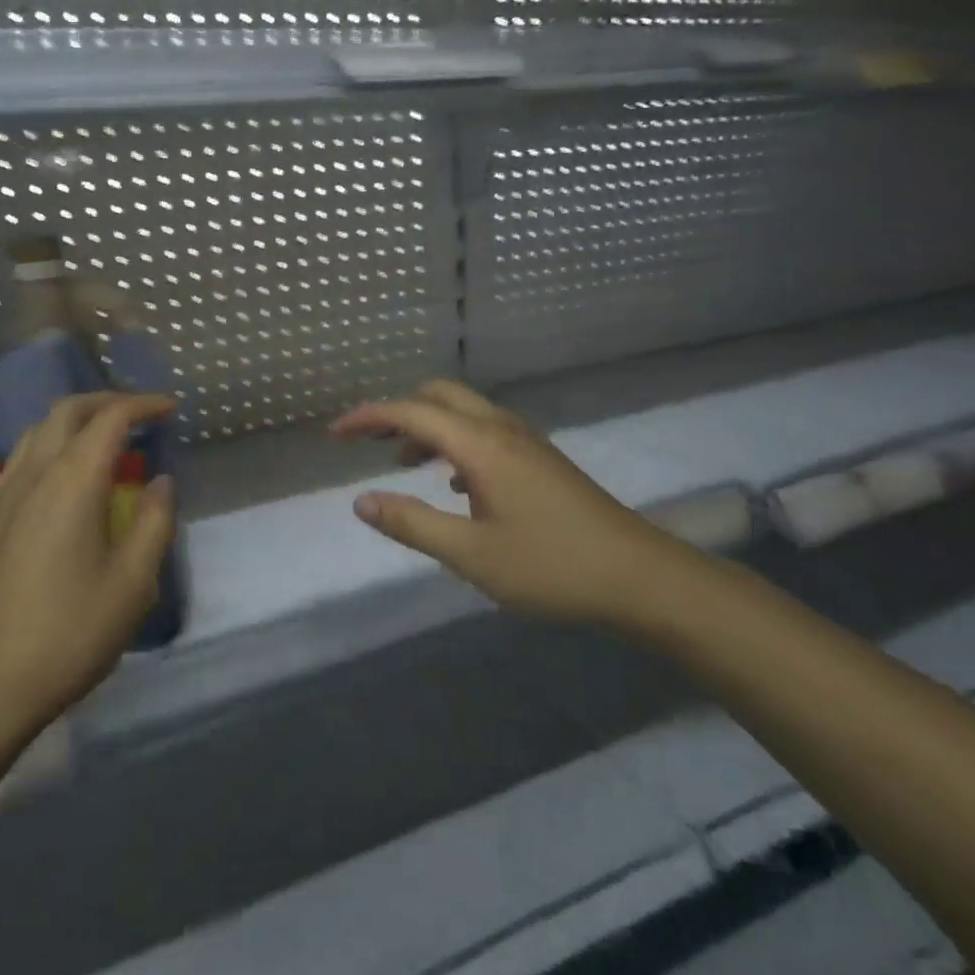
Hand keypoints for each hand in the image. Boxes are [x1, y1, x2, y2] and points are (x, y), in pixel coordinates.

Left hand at [0, 392, 176, 732]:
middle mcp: (33, 475)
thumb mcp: (133, 582)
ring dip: (74, 421)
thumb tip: (161, 481)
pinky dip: (47, 448)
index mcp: (72, 482)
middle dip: (106, 401)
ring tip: (104, 437)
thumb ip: (153, 522)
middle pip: (66, 412)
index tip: (170, 408)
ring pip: (36, 432)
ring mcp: (2, 496)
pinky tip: (59, 477)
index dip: (142, 405)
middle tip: (140, 413)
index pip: (109, 419)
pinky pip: (18, 461)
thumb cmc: (70, 632)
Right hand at [332, 380, 691, 625]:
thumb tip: (361, 501)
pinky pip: (484, 432)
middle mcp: (501, 429)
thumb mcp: (470, 554)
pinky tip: (454, 485)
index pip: (411, 412)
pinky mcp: (540, 460)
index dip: (368, 417)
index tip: (334, 434)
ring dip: (427, 427)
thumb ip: (412, 524)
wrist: (640, 578)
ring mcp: (526, 442)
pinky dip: (454, 443)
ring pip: (464, 413)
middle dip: (398, 411)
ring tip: (401, 464)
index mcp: (481, 444)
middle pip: (439, 396)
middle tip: (367, 443)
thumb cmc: (551, 566)